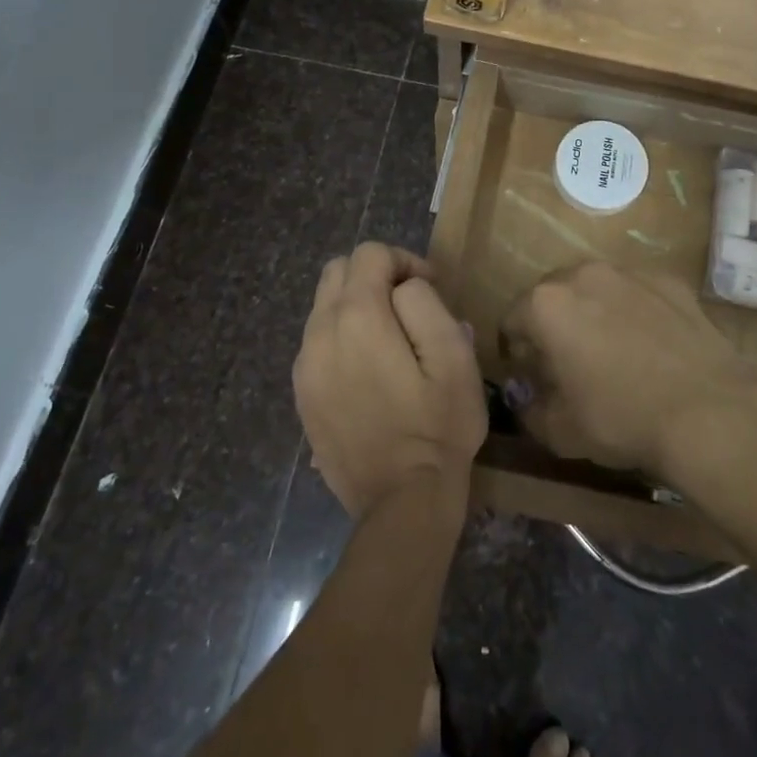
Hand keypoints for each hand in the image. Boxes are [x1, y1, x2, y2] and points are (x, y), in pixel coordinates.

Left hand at [294, 243, 486, 518]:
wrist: (401, 502)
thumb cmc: (438, 426)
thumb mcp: (454, 357)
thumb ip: (426, 304)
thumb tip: (406, 287)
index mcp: (357, 317)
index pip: (370, 254)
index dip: (405, 260)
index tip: (431, 287)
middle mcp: (319, 332)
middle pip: (338, 270)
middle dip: (375, 274)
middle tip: (409, 305)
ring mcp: (304, 365)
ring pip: (323, 305)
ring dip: (356, 304)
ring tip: (390, 338)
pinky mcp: (302, 393)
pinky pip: (317, 340)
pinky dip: (341, 335)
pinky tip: (369, 368)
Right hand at [500, 262, 756, 477]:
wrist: (708, 410)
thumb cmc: (621, 419)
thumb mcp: (560, 431)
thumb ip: (529, 409)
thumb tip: (525, 396)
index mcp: (546, 304)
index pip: (512, 320)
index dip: (514, 350)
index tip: (529, 375)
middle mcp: (583, 274)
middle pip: (553, 295)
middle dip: (553, 324)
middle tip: (568, 362)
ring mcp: (629, 272)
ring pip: (596, 288)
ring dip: (593, 312)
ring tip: (612, 351)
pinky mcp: (668, 280)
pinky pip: (637, 293)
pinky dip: (634, 311)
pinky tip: (651, 346)